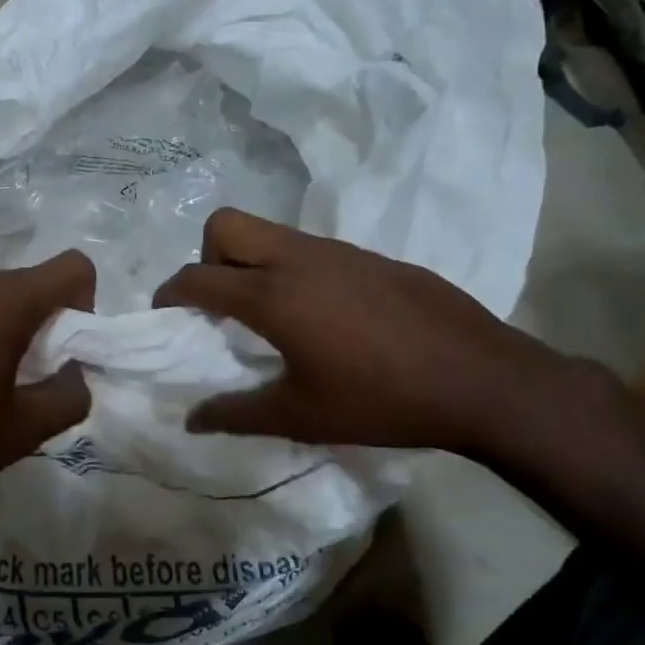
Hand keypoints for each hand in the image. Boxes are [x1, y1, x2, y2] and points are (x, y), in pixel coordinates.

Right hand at [153, 209, 572, 458]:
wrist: (479, 378)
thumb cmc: (380, 400)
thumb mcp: (301, 416)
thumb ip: (236, 414)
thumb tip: (192, 420)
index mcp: (273, 295)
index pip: (197, 277)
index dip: (169, 293)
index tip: (165, 315)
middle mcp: (299, 259)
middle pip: (226, 225)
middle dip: (207, 257)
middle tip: (221, 305)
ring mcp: (339, 251)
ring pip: (271, 233)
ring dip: (251, 262)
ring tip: (270, 316)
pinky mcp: (371, 257)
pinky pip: (311, 249)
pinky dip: (293, 270)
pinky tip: (323, 317)